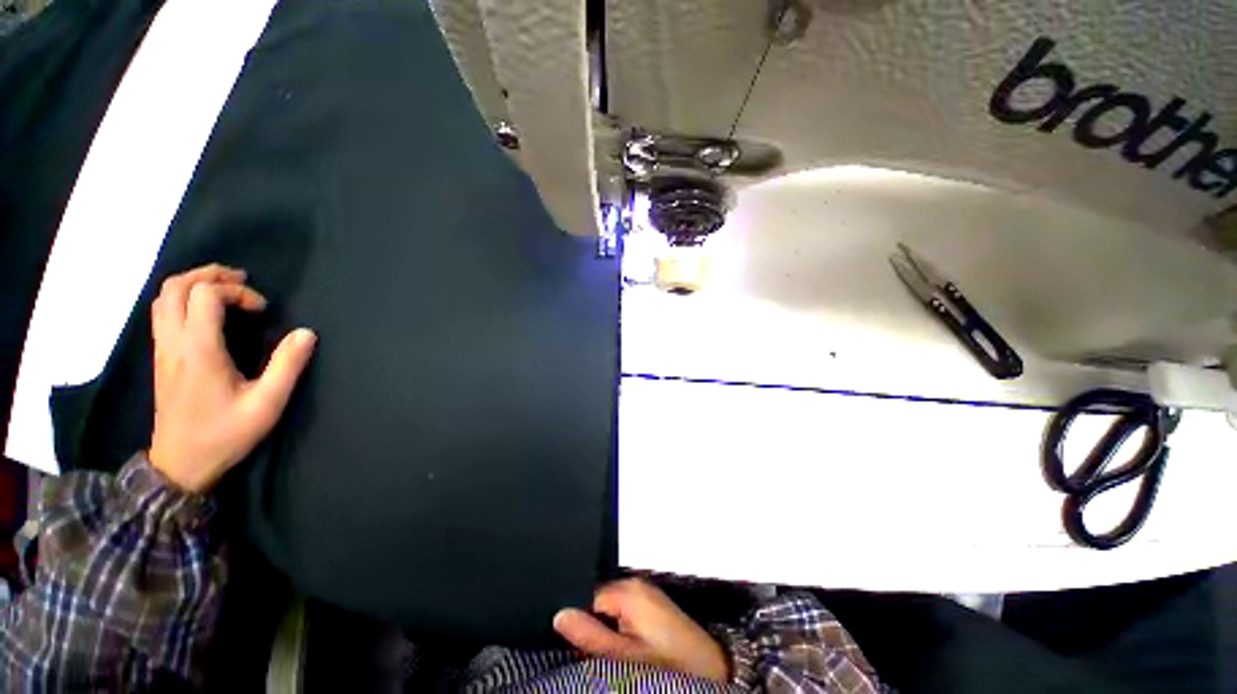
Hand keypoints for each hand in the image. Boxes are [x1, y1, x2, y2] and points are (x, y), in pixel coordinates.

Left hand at [148, 264, 316, 492]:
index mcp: (199, 350)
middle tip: (242, 280)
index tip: (263, 310)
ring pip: (163, 298)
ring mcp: (163, 350)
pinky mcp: (161, 358)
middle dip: (209, 275)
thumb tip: (305, 333)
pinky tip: (205, 311)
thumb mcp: (267, 404)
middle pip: (175, 287)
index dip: (237, 291)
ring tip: (224, 289)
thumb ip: (287, 366)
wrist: (180, 464)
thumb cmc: (225, 434)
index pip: (205, 295)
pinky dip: (182, 299)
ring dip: (193, 284)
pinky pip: (162, 313)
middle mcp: (174, 342)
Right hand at [553, 578, 728, 682]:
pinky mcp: (652, 603)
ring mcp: (645, 592)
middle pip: (598, 600)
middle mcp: (635, 584)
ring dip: (605, 628)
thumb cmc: (667, 663)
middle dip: (592, 625)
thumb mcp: (624, 656)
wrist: (710, 668)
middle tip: (596, 653)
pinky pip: (624, 609)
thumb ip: (590, 635)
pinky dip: (619, 627)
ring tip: (612, 651)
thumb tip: (560, 615)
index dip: (578, 621)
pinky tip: (625, 646)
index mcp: (627, 590)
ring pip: (610, 606)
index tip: (575, 645)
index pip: (586, 596)